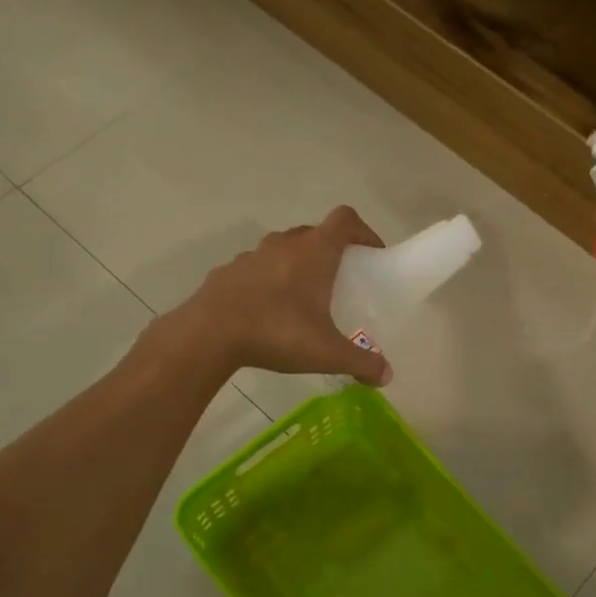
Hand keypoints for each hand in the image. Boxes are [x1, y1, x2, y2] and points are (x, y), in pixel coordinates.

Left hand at [171, 206, 392, 385]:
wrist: (209, 334)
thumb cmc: (278, 332)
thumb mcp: (327, 353)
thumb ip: (361, 362)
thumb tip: (387, 376)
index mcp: (315, 252)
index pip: (346, 220)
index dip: (364, 232)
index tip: (372, 254)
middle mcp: (285, 244)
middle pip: (314, 234)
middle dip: (330, 252)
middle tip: (339, 283)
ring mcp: (252, 255)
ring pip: (283, 250)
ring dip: (296, 266)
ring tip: (302, 300)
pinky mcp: (228, 272)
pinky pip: (256, 270)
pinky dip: (268, 282)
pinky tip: (267, 312)